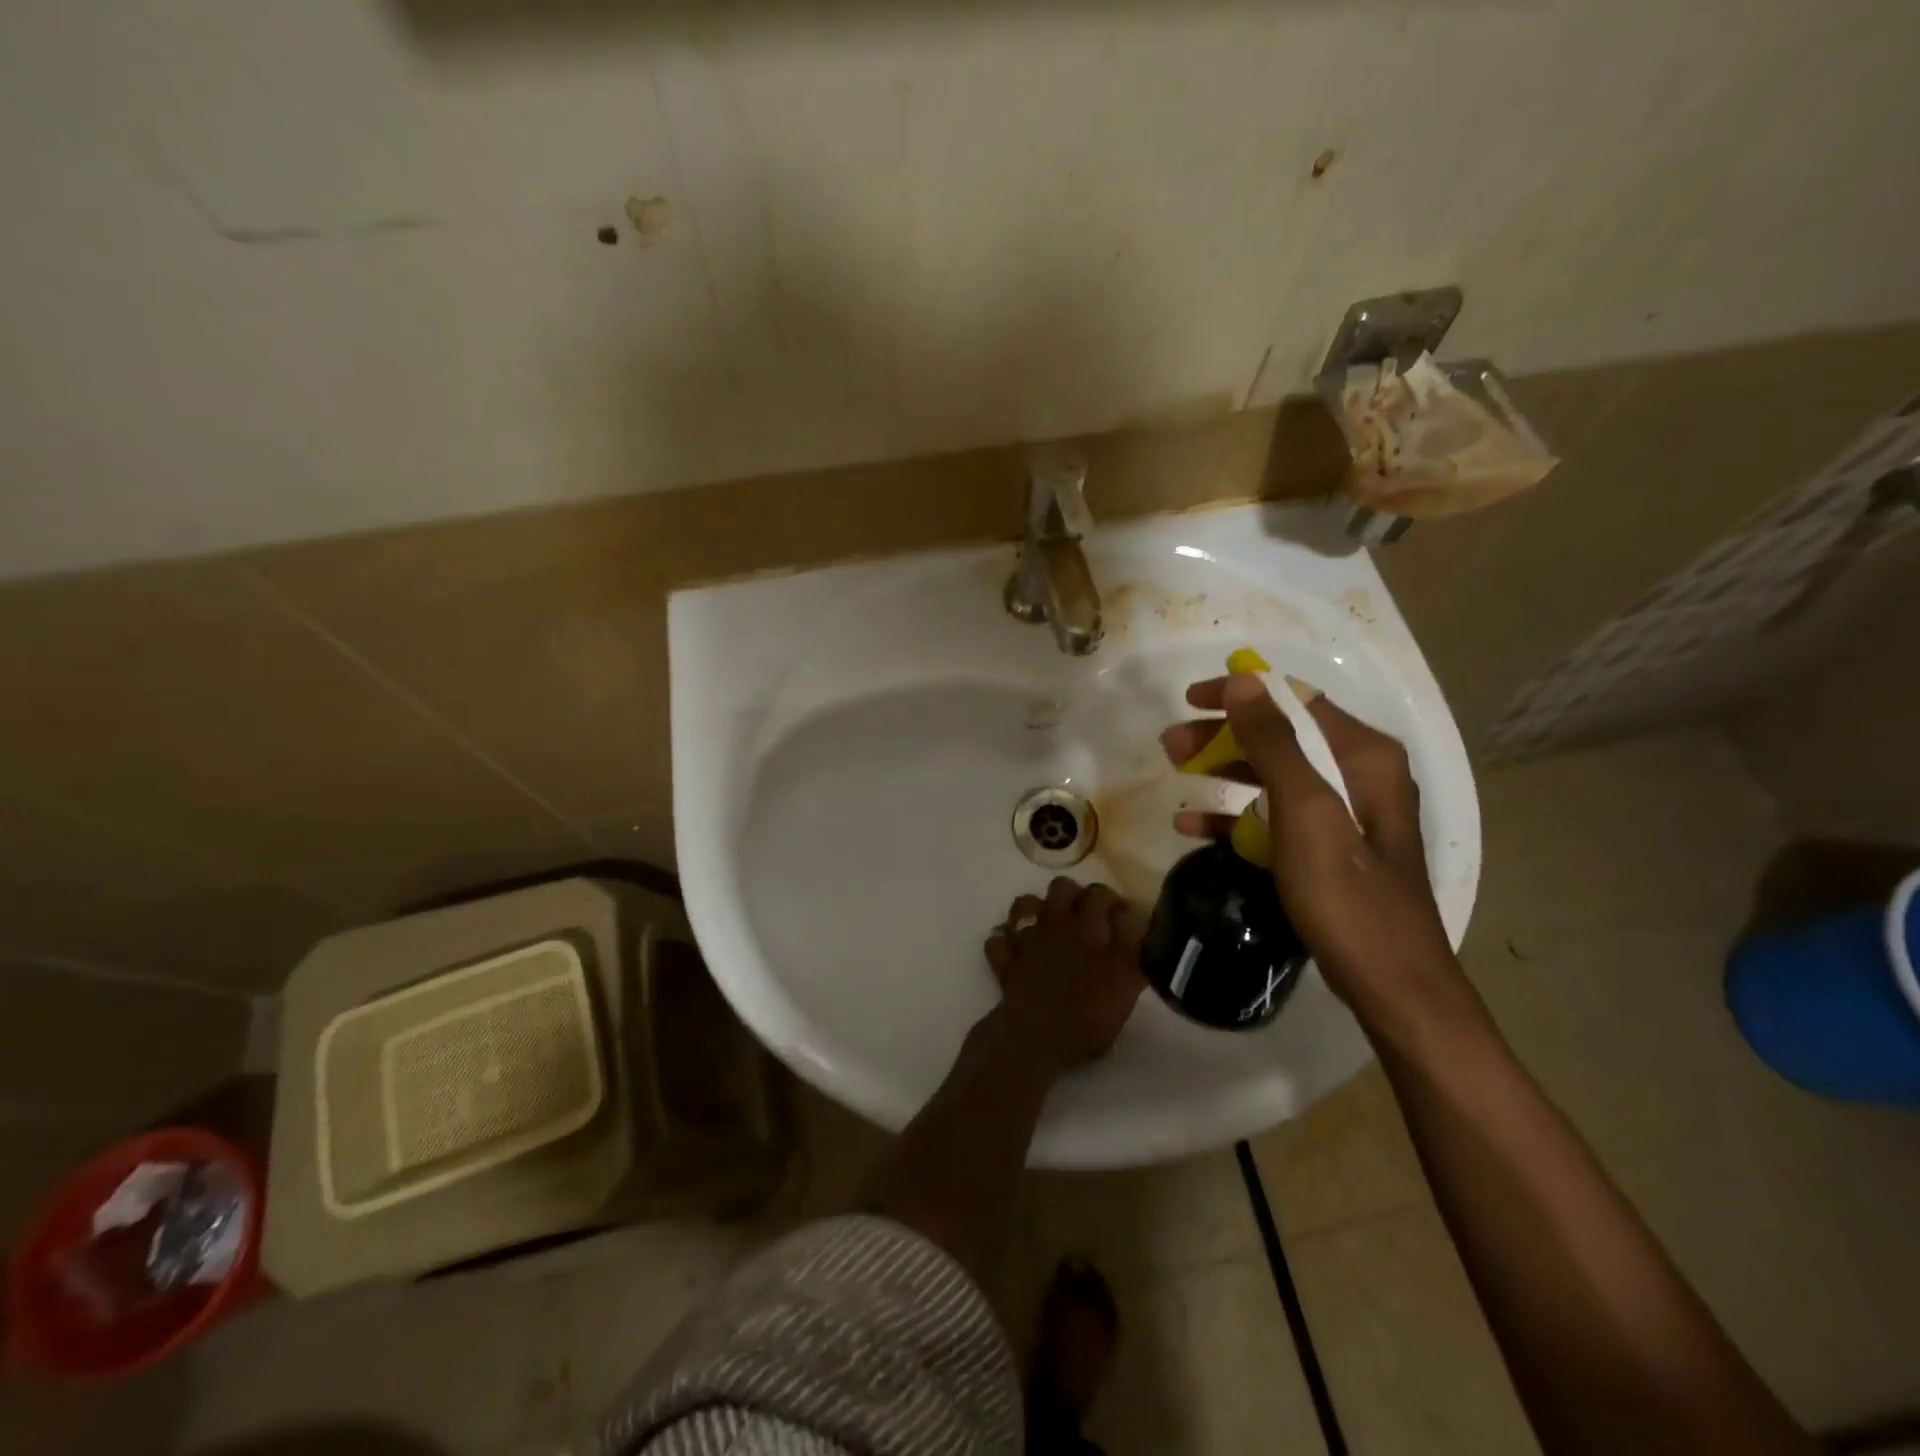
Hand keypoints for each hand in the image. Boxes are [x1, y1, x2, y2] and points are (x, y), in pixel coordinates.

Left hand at [985, 878, 1147, 1070]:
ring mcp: (1025, 940)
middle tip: (1085, 914)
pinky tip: (1014, 946)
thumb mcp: (1125, 990)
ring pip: (1023, 905)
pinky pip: (997, 939)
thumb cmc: (1086, 1016)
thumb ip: (1136, 960)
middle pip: (1060, 888)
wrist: (1035, 1037)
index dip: (1111, 898)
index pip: (1099, 894)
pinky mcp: (1004, 961)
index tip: (1121, 912)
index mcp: (1087, 929)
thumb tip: (1146, 938)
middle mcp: (1054, 925)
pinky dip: (1004, 939)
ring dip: (1035, 908)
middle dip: (1073, 894)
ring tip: (1048, 924)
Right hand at [1159, 673, 1458, 1011]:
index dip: (1240, 693)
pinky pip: (1273, 816)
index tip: (1188, 699)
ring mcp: (1342, 814)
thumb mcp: (1307, 813)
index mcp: (1362, 755)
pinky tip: (1192, 825)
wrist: (1390, 984)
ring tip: (1175, 771)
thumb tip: (1244, 681)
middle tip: (1170, 745)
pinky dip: (1234, 814)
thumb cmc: (1347, 895)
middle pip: (1279, 736)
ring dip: (1222, 769)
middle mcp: (1356, 774)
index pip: (1294, 700)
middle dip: (1222, 734)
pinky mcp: (1325, 848)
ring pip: (1272, 774)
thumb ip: (1275, 743)